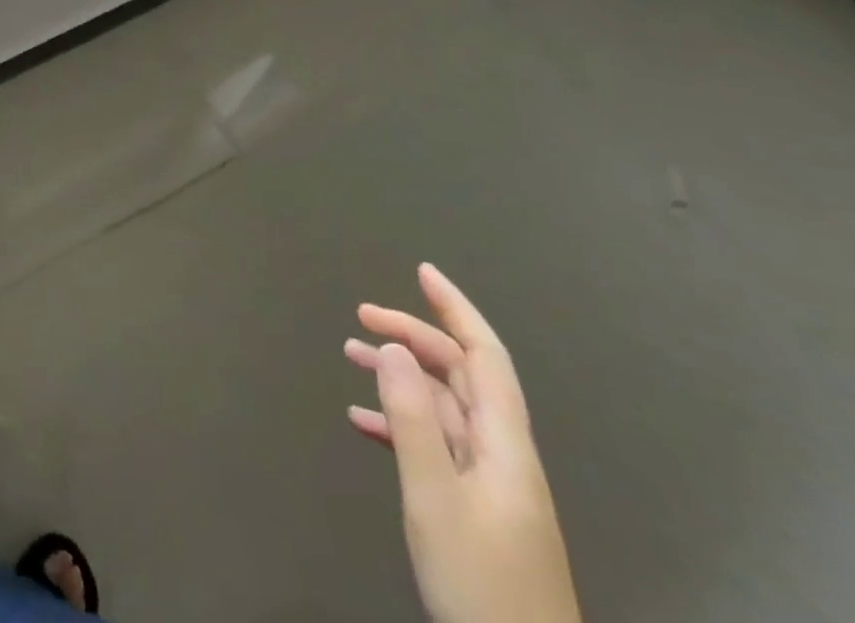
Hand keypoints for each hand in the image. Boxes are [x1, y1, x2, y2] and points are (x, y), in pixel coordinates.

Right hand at [345, 264, 581, 622]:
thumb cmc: (480, 582)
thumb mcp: (434, 498)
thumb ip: (411, 419)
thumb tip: (392, 347)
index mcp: (504, 444)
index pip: (484, 356)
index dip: (456, 309)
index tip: (422, 271)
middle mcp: (502, 453)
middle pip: (459, 375)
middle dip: (413, 335)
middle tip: (361, 315)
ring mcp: (490, 482)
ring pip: (443, 406)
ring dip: (399, 374)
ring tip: (349, 353)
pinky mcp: (475, 508)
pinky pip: (434, 443)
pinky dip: (399, 421)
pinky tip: (363, 420)